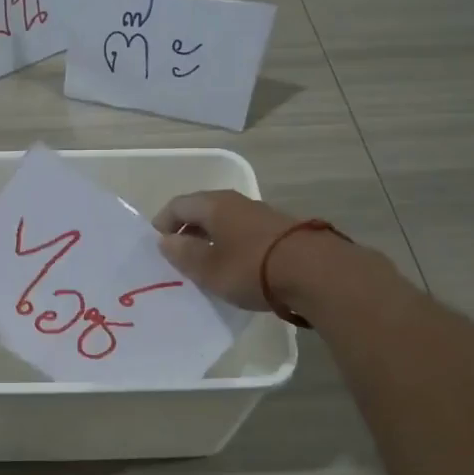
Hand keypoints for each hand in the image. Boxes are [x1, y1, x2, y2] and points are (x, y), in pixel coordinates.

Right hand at [153, 191, 303, 310]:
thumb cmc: (251, 268)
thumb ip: (183, 254)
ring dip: (212, 238)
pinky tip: (236, 267)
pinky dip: (233, 245)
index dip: (163, 222)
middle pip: (203, 210)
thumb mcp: (208, 268)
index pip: (178, 205)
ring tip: (207, 264)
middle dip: (187, 230)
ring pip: (225, 221)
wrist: (315, 272)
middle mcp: (236, 202)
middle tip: (179, 255)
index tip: (157, 244)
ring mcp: (261, 214)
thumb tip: (165, 240)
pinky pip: (245, 232)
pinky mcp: (281, 230)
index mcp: (213, 205)